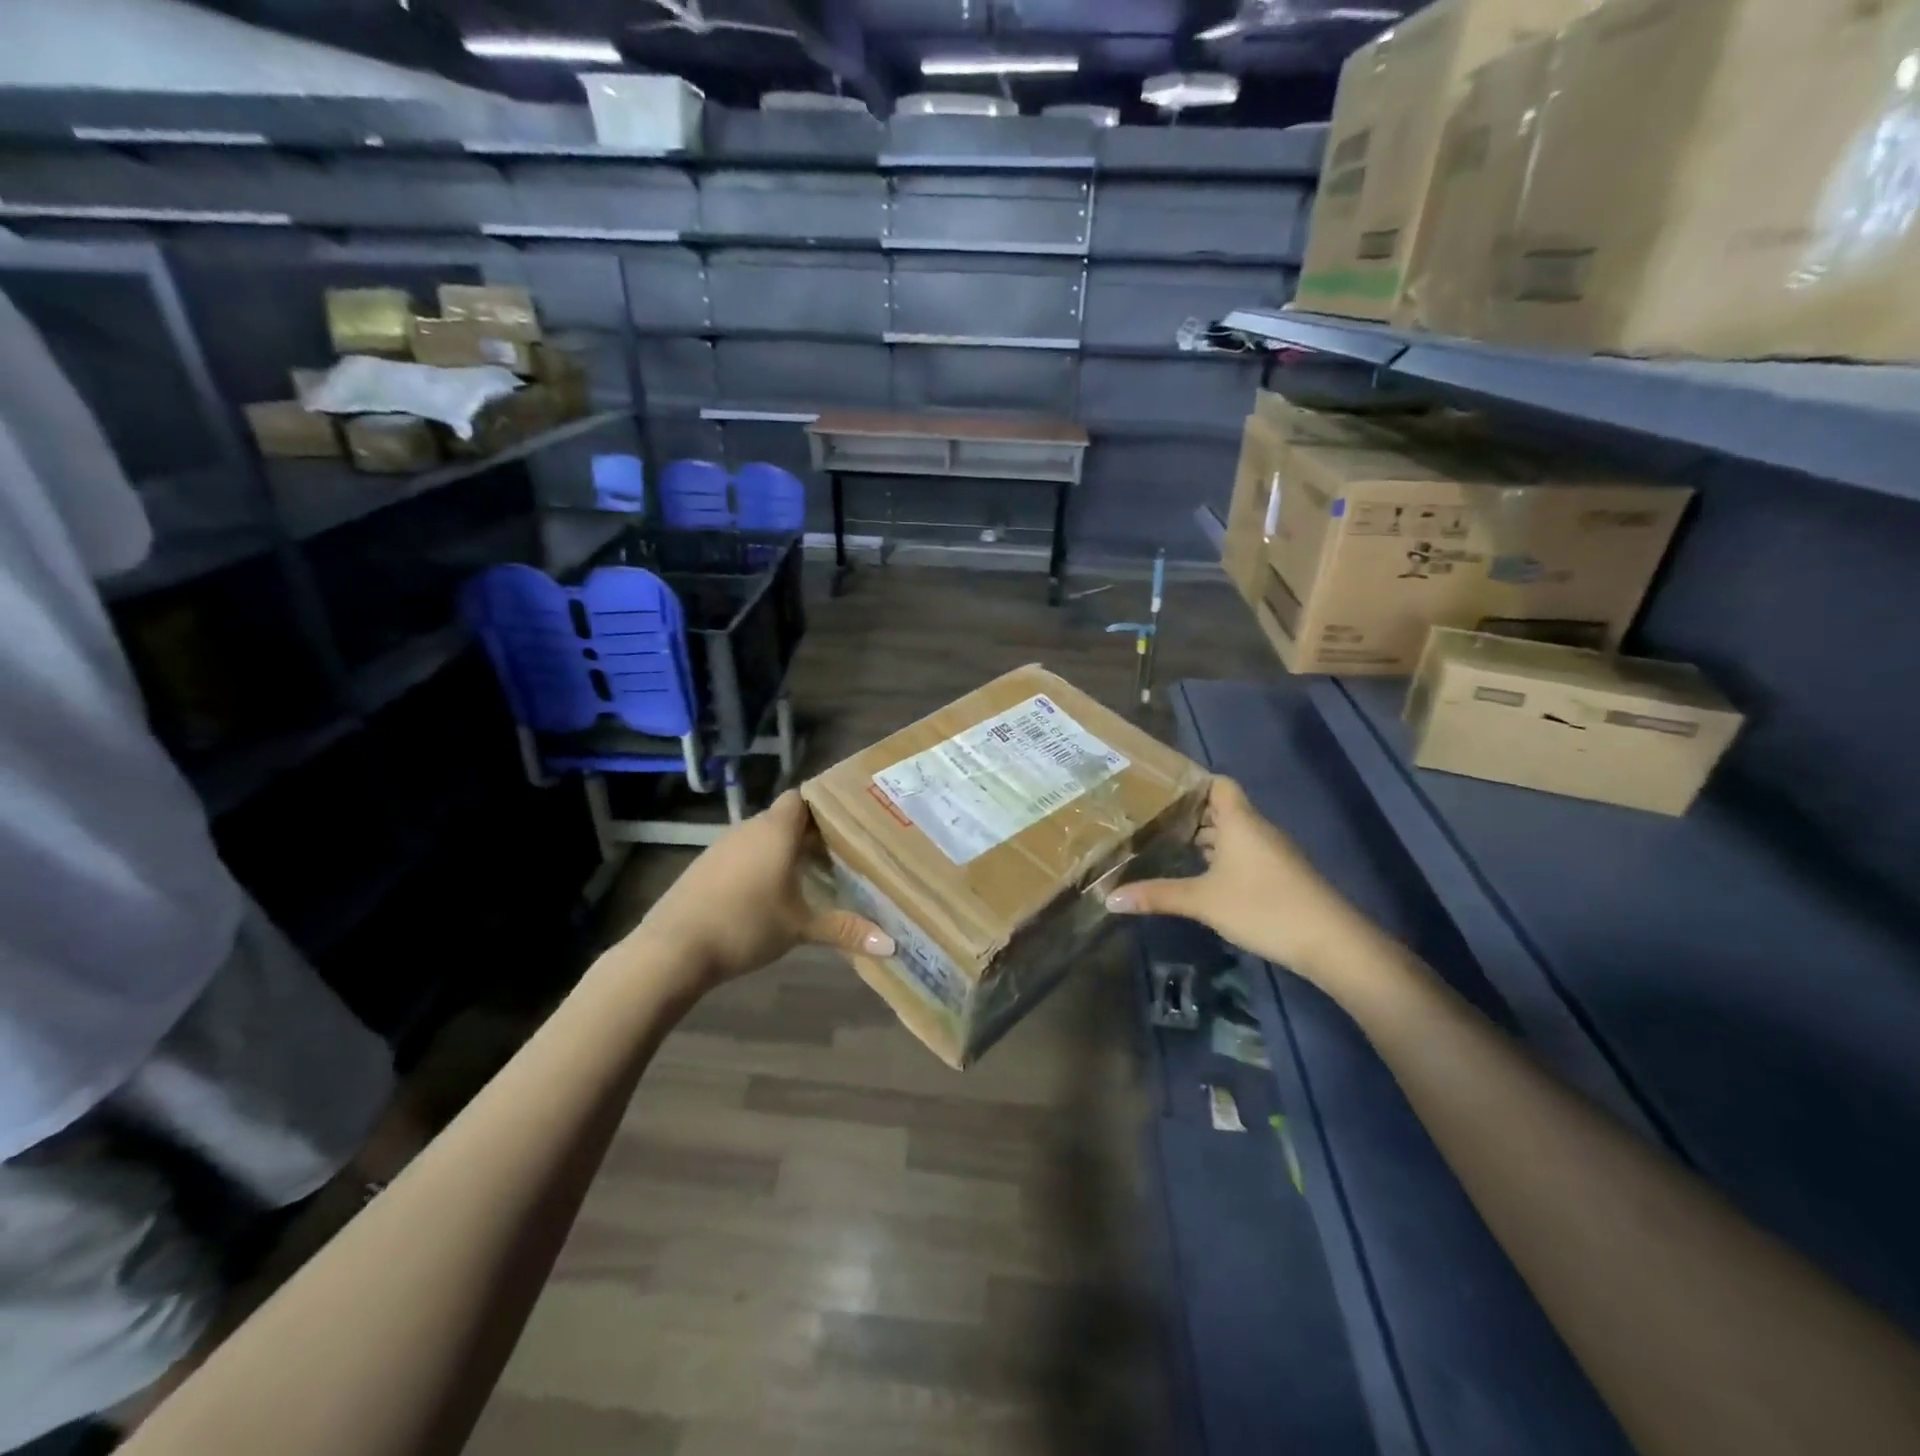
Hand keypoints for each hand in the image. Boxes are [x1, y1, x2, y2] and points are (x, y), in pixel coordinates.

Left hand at [621, 791, 893, 995]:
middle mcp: (749, 829)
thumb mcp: (801, 928)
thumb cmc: (745, 925)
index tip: (845, 824)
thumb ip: (845, 930)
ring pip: (760, 837)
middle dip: (808, 834)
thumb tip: (892, 945)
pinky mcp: (703, 867)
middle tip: (837, 854)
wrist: (673, 949)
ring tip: (807, 876)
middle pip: (784, 818)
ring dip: (781, 851)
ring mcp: (721, 847)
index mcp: (776, 831)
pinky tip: (766, 895)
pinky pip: (740, 855)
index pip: (802, 798)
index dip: (822, 807)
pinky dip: (756, 866)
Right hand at [1104, 776, 1369, 984]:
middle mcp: (1256, 829)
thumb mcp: (1203, 901)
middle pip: (1220, 809)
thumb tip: (1109, 898)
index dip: (1192, 783)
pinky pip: (1242, 853)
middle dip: (1188, 813)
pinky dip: (1220, 857)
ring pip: (1232, 833)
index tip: (1159, 790)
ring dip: (1204, 838)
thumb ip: (1157, 896)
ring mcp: (1270, 852)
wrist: (1329, 941)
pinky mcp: (1277, 875)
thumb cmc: (1263, 907)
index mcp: (1239, 821)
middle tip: (1150, 819)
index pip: (1217, 783)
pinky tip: (1199, 875)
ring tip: (1166, 844)